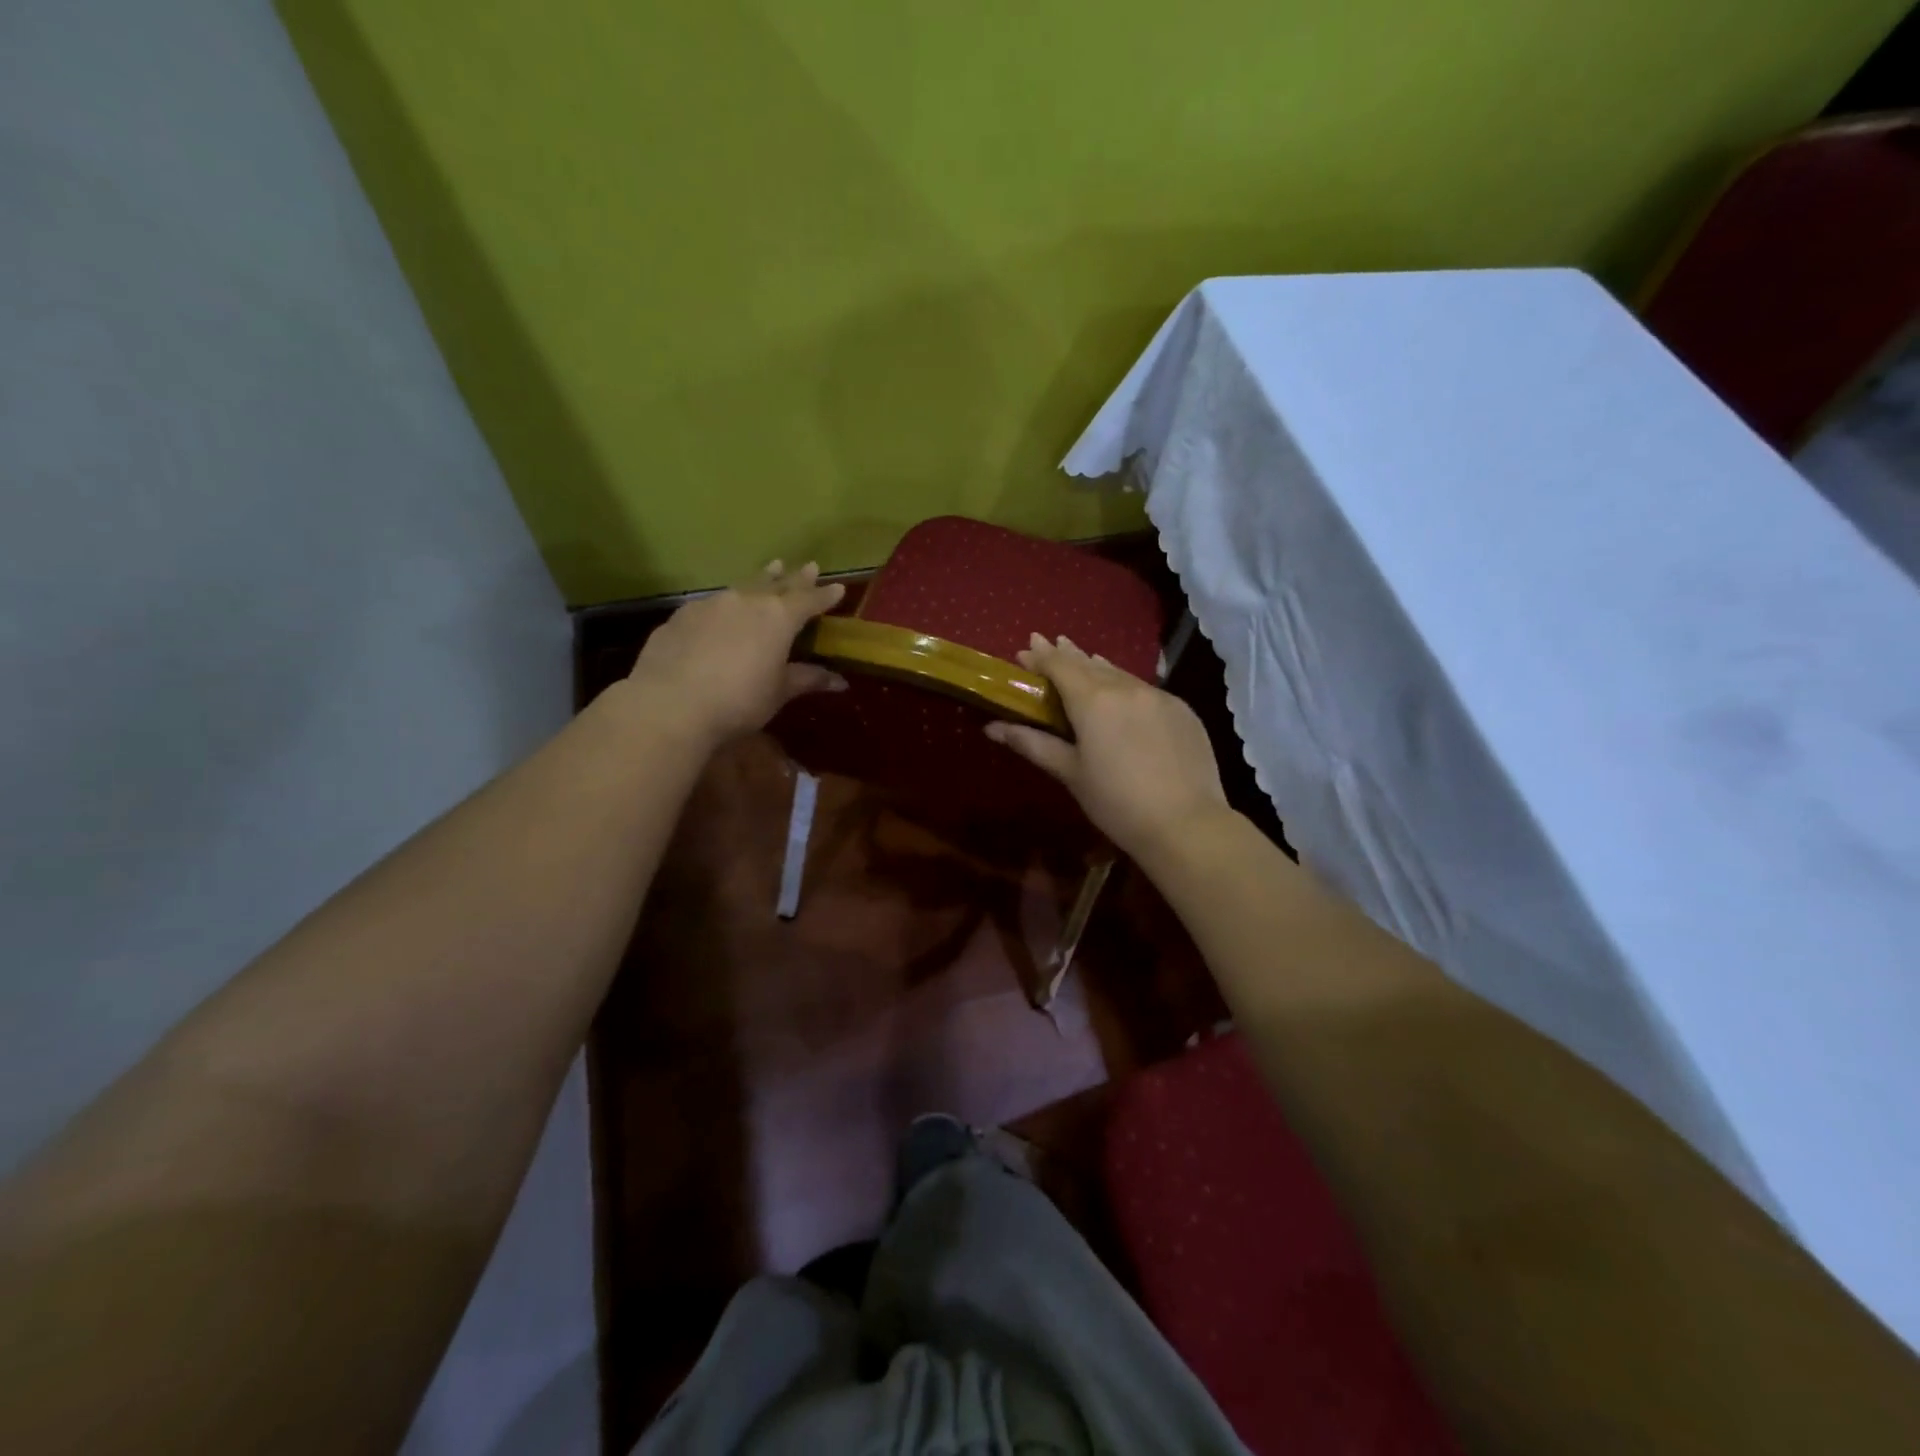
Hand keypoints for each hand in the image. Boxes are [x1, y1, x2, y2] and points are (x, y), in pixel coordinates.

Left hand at [625, 561, 846, 745]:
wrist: (670, 704)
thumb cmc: (738, 701)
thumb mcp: (778, 693)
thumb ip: (807, 679)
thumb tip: (840, 682)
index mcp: (778, 618)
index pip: (809, 600)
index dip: (825, 596)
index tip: (838, 588)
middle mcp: (746, 601)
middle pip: (776, 584)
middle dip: (794, 577)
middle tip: (808, 566)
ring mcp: (711, 604)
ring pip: (742, 587)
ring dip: (760, 580)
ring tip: (770, 570)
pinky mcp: (681, 616)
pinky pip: (712, 604)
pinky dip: (726, 605)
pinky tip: (722, 611)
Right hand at [985, 634, 1230, 860]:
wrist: (1186, 823)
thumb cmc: (1116, 802)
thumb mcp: (1070, 773)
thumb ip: (1032, 743)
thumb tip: (992, 727)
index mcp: (1093, 700)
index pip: (1060, 666)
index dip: (1040, 657)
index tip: (1025, 651)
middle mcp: (1126, 688)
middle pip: (1089, 664)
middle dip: (1066, 653)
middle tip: (1048, 642)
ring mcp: (1159, 697)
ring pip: (1120, 674)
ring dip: (1097, 665)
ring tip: (1082, 657)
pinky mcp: (1182, 710)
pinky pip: (1145, 689)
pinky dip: (1125, 684)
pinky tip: (1122, 691)